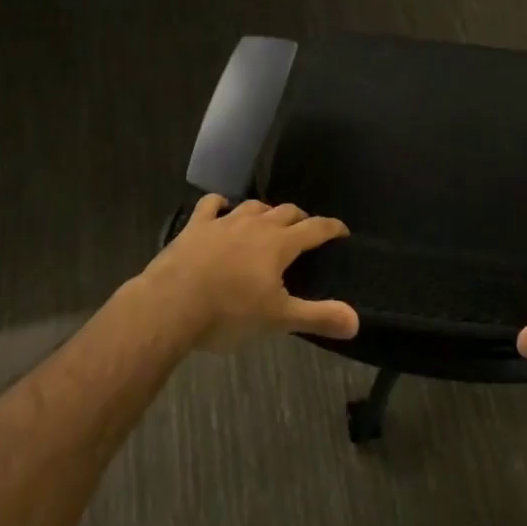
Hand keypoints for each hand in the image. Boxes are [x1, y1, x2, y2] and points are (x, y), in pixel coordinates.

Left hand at [139, 196, 357, 350]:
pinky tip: (222, 208)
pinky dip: (221, 204)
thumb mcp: (278, 320)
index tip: (342, 231)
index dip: (332, 228)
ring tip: (269, 222)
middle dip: (300, 218)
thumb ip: (318, 317)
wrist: (170, 306)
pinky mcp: (195, 226)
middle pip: (286, 212)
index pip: (315, 228)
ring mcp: (223, 222)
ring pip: (253, 206)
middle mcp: (255, 224)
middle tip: (306, 231)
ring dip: (266, 211)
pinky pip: (211, 205)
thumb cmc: (229, 313)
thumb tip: (356, 321)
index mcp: (279, 244)